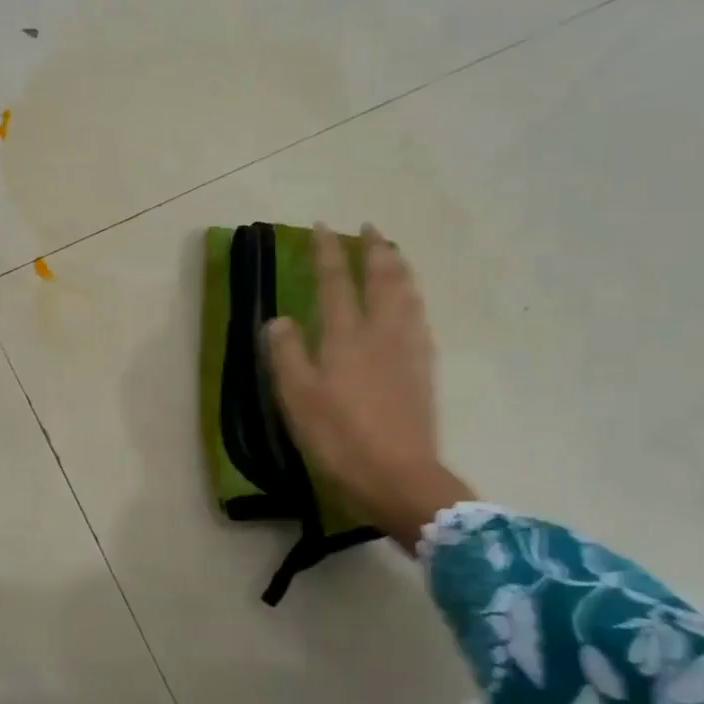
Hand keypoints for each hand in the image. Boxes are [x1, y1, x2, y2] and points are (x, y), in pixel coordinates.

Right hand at [265, 224, 470, 551]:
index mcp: (346, 336)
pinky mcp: (424, 370)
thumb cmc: (340, 438)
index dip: (328, 252)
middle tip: (369, 227)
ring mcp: (408, 350)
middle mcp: (382, 333)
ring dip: (399, 267)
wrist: (399, 477)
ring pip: (408, 294)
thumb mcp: (298, 399)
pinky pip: (419, 317)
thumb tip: (279, 319)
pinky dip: (413, 297)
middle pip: (383, 278)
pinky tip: (411, 303)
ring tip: (393, 253)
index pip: (336, 281)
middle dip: (375, 249)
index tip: (322, 226)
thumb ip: (287, 354)